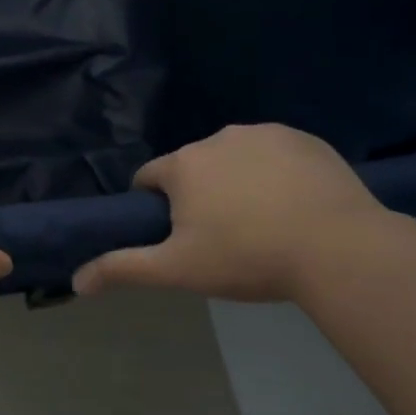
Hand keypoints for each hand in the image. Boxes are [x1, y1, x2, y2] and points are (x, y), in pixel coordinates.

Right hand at [72, 124, 395, 301]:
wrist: (338, 248)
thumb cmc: (247, 258)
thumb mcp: (178, 271)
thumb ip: (123, 269)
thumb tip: (76, 281)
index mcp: (183, 165)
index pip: (149, 178)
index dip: (155, 207)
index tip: (177, 236)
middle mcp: (217, 138)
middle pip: (193, 167)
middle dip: (199, 194)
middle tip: (223, 237)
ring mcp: (263, 134)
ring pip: (234, 158)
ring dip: (236, 181)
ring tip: (264, 223)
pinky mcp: (303, 138)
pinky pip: (275, 153)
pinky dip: (275, 172)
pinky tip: (294, 205)